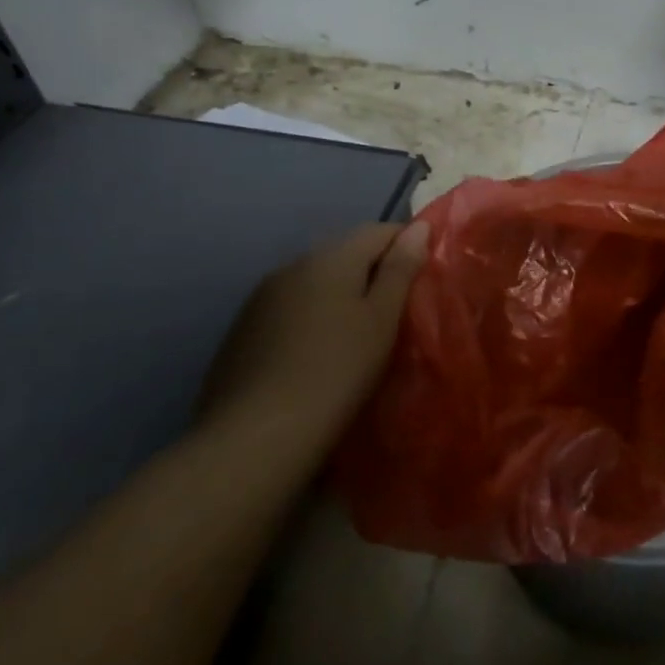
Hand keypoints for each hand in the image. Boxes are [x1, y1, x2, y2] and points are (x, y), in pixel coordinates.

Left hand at [196, 222, 428, 453]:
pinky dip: (310, 316)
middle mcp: (293, 265)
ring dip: (339, 294)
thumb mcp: (381, 320)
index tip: (423, 276)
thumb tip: (418, 227)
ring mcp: (262, 297)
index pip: (379, 230)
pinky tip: (316, 352)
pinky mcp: (242, 329)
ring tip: (357, 333)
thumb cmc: (336, 372)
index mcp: (331, 257)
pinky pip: (289, 307)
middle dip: (372, 270)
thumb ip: (400, 269)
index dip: (406, 244)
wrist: (254, 438)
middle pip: (344, 253)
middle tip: (395, 309)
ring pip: (314, 281)